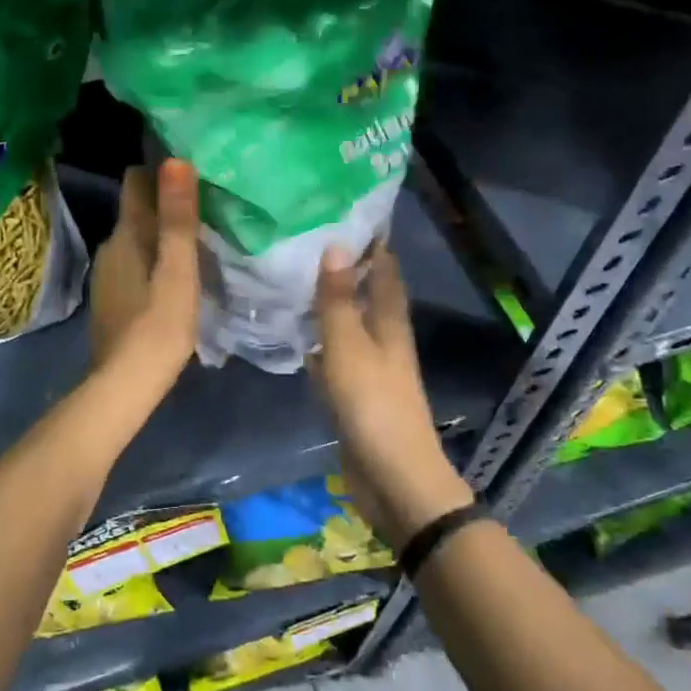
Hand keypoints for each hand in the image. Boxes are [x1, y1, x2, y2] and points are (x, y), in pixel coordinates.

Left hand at [90, 160, 200, 391]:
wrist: (124, 384)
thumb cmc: (159, 325)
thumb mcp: (179, 270)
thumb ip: (178, 218)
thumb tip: (175, 160)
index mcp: (126, 234)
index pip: (136, 182)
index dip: (161, 171)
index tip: (192, 168)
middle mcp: (110, 247)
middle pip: (137, 211)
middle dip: (165, 205)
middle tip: (204, 206)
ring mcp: (106, 275)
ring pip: (135, 241)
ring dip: (159, 237)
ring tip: (194, 242)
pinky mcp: (110, 300)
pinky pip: (133, 266)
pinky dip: (152, 263)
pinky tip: (172, 279)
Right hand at [313, 243, 472, 544]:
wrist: (392, 477)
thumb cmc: (373, 405)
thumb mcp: (350, 347)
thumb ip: (338, 300)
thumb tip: (336, 244)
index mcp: (390, 323)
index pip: (384, 270)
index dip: (371, 243)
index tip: (346, 213)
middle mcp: (384, 340)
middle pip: (367, 295)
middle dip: (346, 269)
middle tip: (310, 241)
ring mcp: (370, 369)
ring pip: (349, 326)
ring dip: (331, 306)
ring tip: (298, 280)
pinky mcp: (355, 395)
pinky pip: (336, 358)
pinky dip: (321, 344)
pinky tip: (299, 340)